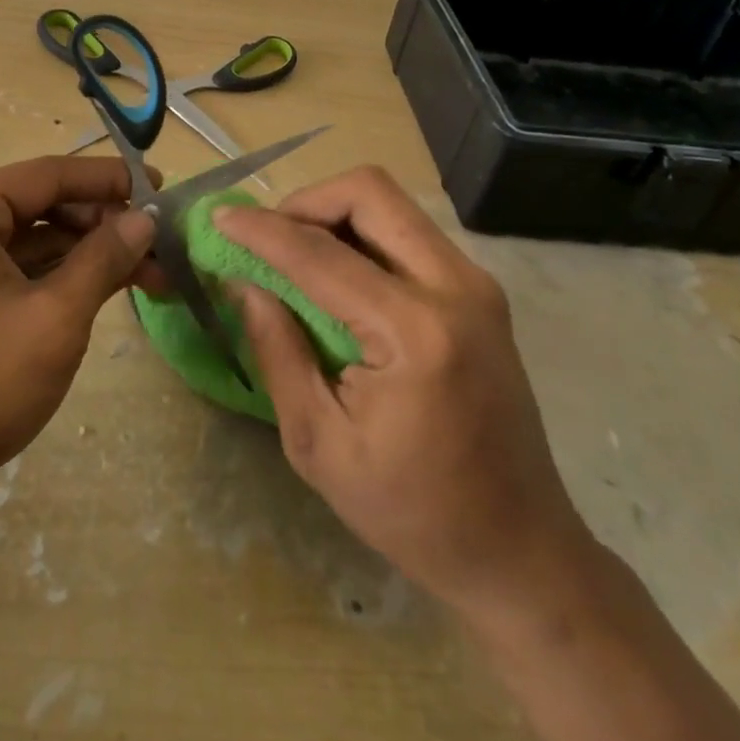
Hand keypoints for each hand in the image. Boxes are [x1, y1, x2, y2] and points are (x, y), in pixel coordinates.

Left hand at [0, 156, 159, 542]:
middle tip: (159, 249)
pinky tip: (102, 297)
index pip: (46, 176)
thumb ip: (103, 259)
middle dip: (102, 227)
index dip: (108, 179)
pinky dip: (59, 283)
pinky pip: (16, 277)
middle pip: (40, 208)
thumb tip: (145, 220)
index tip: (159, 189)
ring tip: (148, 278)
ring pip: (31, 246)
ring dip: (86, 259)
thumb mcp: (53, 318)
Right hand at [215, 166, 591, 615]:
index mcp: (415, 333)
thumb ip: (277, 350)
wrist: (520, 548)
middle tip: (267, 238)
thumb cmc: (412, 511)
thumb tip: (244, 283)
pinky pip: (408, 230)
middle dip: (305, 201)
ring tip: (294, 253)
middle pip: (369, 192)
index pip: (321, 254)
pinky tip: (335, 273)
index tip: (219, 217)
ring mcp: (475, 283)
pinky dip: (361, 233)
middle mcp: (454, 288)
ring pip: (390, 202)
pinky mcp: (479, 290)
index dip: (262, 230)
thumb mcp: (319, 444)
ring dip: (333, 212)